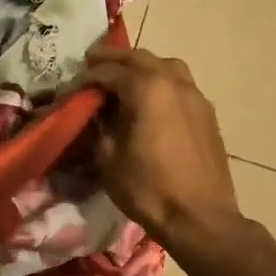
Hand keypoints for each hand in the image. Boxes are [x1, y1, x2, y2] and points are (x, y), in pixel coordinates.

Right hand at [82, 43, 239, 244]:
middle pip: (139, 58)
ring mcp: (195, 96)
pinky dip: (160, 82)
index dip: (84, 78)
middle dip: (113, 59)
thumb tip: (97, 114)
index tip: (69, 89)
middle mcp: (174, 83)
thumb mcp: (107, 157)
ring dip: (141, 66)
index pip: (108, 71)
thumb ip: (100, 126)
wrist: (199, 217)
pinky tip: (150, 100)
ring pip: (165, 66)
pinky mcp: (206, 113)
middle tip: (91, 63)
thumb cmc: (147, 188)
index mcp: (147, 89)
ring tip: (124, 77)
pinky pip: (179, 85)